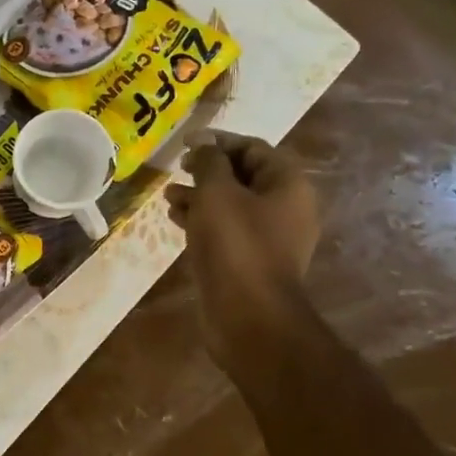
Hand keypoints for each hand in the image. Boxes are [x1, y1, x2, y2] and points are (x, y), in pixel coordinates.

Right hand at [165, 134, 319, 368]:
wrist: (248, 315)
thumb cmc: (235, 245)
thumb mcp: (216, 193)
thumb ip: (208, 162)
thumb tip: (203, 145)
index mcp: (288, 184)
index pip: (252, 148)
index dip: (217, 140)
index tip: (184, 143)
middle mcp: (286, 208)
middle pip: (243, 176)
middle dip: (206, 170)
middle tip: (176, 169)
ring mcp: (270, 238)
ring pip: (232, 205)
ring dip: (200, 196)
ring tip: (168, 196)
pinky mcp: (251, 261)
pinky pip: (227, 230)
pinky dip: (203, 221)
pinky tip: (176, 220)